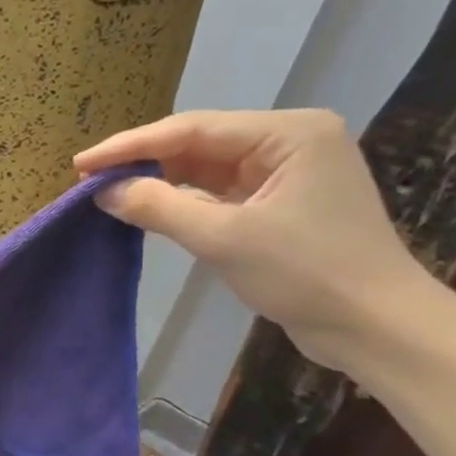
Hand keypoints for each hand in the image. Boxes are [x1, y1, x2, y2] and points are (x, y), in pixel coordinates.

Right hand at [75, 109, 430, 371]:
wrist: (375, 325)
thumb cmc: (305, 273)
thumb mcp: (223, 237)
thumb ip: (158, 207)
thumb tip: (102, 191)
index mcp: (289, 133)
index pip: (191, 129)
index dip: (130, 146)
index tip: (80, 164)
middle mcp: (289, 141)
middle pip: (196, 142)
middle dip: (141, 161)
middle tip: (87, 179)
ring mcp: (285, 171)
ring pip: (203, 167)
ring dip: (157, 180)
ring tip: (107, 192)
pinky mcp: (279, 201)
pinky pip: (216, 190)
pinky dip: (180, 198)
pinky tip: (146, 205)